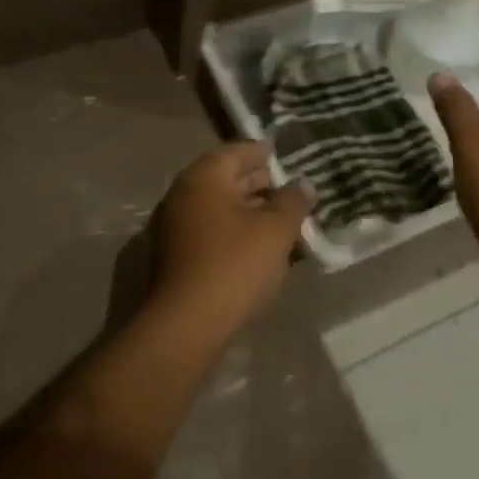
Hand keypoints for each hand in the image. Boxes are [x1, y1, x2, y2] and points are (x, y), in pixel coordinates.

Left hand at [149, 142, 312, 339]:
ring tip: (282, 221)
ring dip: (250, 212)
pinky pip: (212, 231)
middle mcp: (183, 194)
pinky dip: (236, 232)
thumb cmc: (234, 265)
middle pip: (226, 179)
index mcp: (203, 177)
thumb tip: (302, 184)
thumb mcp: (275, 230)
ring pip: (220, 208)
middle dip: (259, 183)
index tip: (282, 153)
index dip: (262, 152)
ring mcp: (175, 227)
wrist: (185, 325)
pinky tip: (261, 248)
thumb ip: (292, 202)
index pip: (236, 152)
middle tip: (289, 189)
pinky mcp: (176, 257)